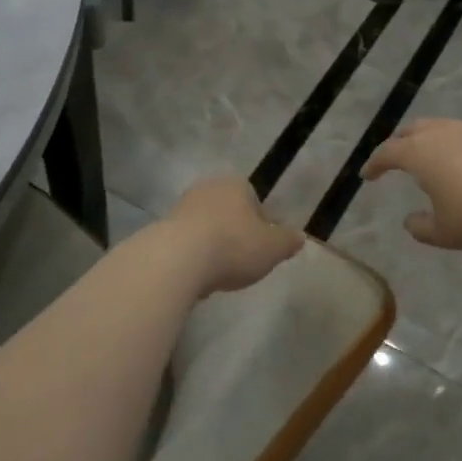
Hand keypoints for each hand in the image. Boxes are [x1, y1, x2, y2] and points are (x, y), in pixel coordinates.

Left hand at [164, 175, 304, 295]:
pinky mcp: (162, 230)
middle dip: (237, 233)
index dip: (263, 225)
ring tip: (221, 272)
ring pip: (207, 227)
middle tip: (244, 260)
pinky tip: (199, 276)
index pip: (255, 201)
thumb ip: (288, 242)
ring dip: (214, 245)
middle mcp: (208, 188)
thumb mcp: (273, 248)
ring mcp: (181, 207)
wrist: (177, 260)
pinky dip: (195, 256)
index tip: (264, 248)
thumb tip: (299, 238)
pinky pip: (187, 243)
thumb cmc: (234, 246)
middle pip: (229, 212)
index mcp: (236, 184)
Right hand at [361, 119, 461, 252]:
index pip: (388, 152)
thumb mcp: (443, 233)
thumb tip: (410, 221)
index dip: (375, 163)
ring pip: (442, 126)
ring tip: (430, 157)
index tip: (368, 175)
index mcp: (421, 153)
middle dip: (400, 142)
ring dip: (429, 139)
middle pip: (413, 130)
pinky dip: (455, 143)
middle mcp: (444, 134)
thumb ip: (420, 227)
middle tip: (395, 158)